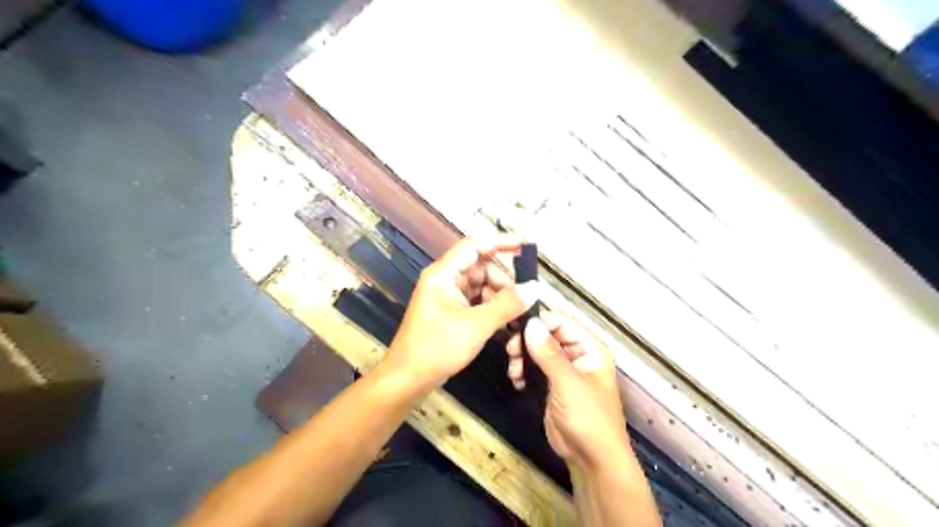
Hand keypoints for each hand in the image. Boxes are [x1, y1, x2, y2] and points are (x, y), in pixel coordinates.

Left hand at [383, 237, 544, 387]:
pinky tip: (506, 323)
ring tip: (517, 315)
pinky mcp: (451, 313)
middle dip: (503, 281)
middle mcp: (445, 280)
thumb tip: (534, 288)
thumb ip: (507, 304)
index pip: (474, 246)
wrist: (408, 379)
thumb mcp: (476, 325)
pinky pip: (476, 302)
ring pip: (481, 287)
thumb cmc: (437, 347)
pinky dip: (491, 309)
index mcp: (443, 274)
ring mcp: (447, 297)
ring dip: (499, 298)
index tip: (525, 246)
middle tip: (525, 299)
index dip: (500, 242)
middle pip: (481, 268)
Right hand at [511, 310, 625, 467]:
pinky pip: (534, 367)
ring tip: (514, 371)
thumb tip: (530, 323)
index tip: (513, 324)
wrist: (591, 460)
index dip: (539, 320)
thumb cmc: (588, 418)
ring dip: (522, 356)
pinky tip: (517, 381)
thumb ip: (548, 352)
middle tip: (510, 351)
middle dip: (527, 340)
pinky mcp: (552, 383)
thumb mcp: (568, 383)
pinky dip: (523, 370)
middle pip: (547, 334)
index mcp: (590, 347)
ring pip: (537, 349)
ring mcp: (564, 369)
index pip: (562, 321)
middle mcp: (578, 353)